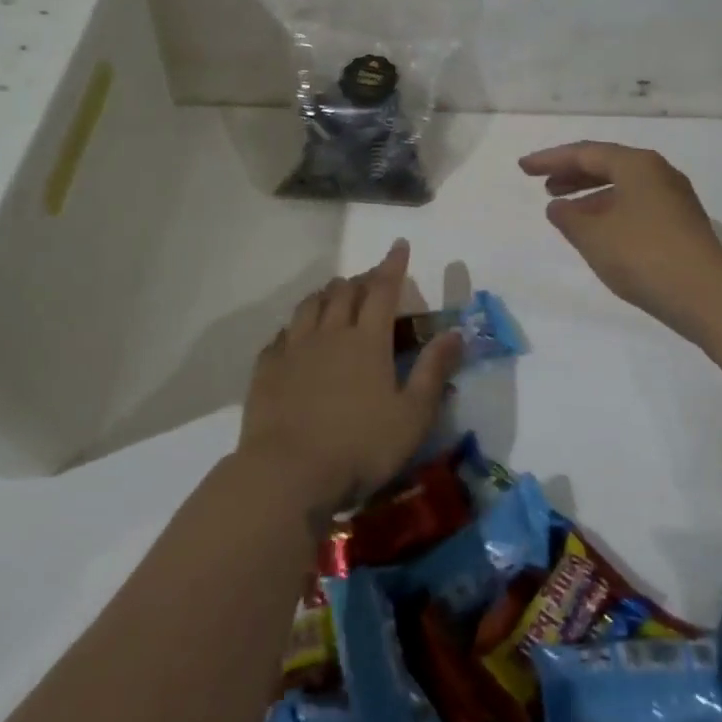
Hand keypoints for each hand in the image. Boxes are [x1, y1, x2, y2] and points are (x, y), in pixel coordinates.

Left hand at [237, 239, 461, 511]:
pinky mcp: (266, 372)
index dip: (393, 265)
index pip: (383, 289)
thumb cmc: (360, 447)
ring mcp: (294, 351)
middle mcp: (330, 334)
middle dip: (360, 279)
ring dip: (326, 294)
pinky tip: (294, 334)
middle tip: (370, 277)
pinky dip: (293, 326)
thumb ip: (434, 371)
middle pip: (344, 293)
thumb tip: (456, 332)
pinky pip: (280, 336)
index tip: (399, 245)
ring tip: (334, 294)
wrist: (286, 476)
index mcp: (368, 341)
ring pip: (309, 307)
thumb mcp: (413, 415)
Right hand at [518, 141, 721, 334]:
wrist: (706, 295)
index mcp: (637, 164)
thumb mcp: (594, 236)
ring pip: (623, 187)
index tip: (523, 168)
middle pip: (608, 165)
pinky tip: (598, 232)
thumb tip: (558, 206)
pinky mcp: (681, 224)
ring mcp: (674, 199)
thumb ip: (568, 218)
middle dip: (573, 174)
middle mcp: (658, 173)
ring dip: (591, 195)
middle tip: (544, 186)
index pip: (586, 152)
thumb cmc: (643, 255)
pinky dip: (610, 211)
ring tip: (565, 211)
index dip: (551, 159)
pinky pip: (636, 206)